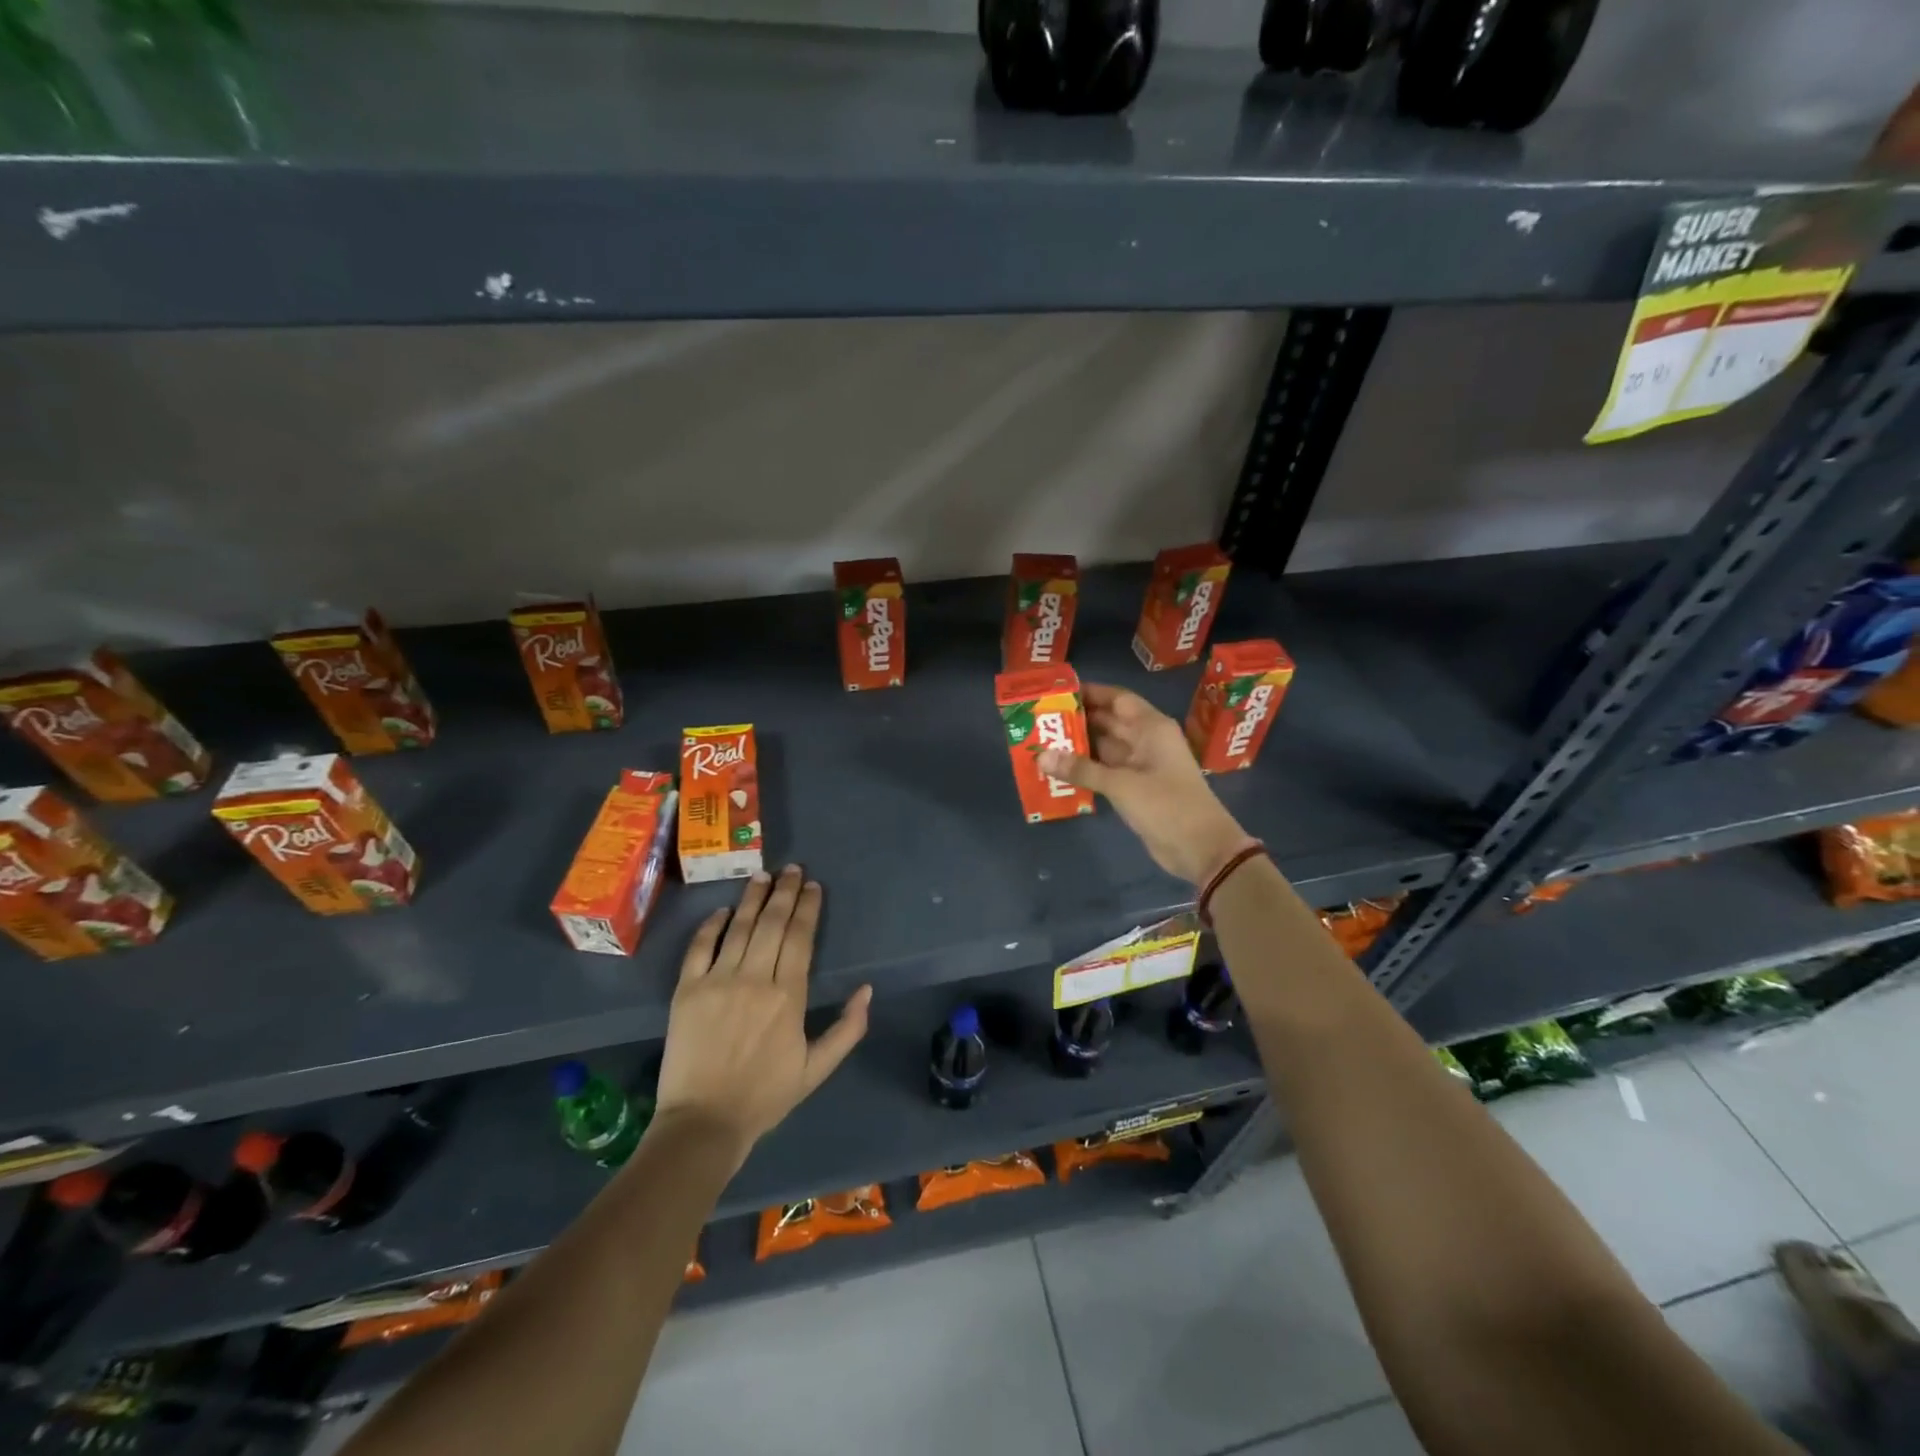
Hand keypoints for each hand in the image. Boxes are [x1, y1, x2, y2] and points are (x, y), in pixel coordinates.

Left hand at [654, 866, 870, 1163]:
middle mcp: (755, 979)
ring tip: (762, 875)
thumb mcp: (817, 1070)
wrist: (703, 1123)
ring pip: (739, 928)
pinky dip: (711, 925)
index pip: (800, 938)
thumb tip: (866, 990)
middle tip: (792, 869)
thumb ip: (847, 1029)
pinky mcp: (686, 990)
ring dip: (752, 898)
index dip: (808, 908)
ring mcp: (717, 981)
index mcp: (789, 996)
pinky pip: (699, 947)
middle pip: (772, 924)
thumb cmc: (765, 1096)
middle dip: (784, 892)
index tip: (813, 887)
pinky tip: (722, 910)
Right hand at [1038, 683, 1253, 884]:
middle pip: (1108, 721)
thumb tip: (1040, 755)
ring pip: (1104, 747)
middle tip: (1040, 719)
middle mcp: (1146, 740)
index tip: (1057, 692)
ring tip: (1042, 741)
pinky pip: (1105, 770)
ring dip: (1078, 746)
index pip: (1117, 698)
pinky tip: (1058, 769)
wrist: (1201, 848)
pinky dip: (1085, 769)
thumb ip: (1081, 769)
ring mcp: (1141, 765)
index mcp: (1151, 727)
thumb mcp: (1121, 784)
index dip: (1089, 693)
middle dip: (1077, 720)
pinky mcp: (1135, 788)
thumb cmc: (1167, 805)